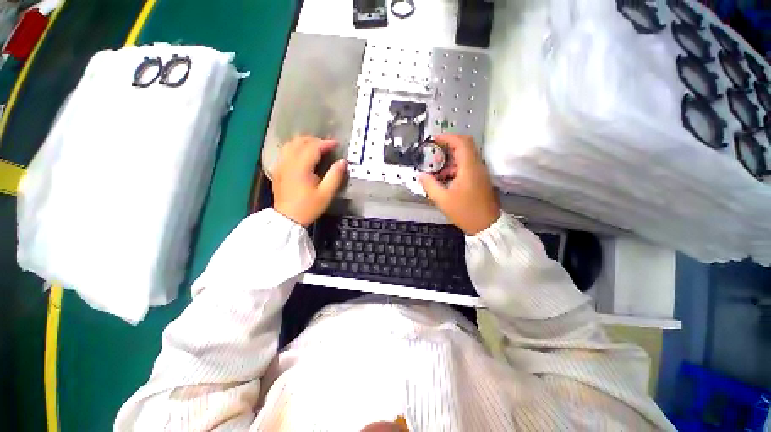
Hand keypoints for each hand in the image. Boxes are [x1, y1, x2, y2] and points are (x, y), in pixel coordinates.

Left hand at [272, 136, 346, 226]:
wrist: (287, 219)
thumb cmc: (309, 207)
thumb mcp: (326, 194)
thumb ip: (335, 176)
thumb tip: (343, 162)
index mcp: (300, 167)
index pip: (313, 147)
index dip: (326, 143)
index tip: (337, 145)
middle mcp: (288, 162)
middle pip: (300, 142)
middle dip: (315, 140)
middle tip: (328, 146)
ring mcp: (280, 166)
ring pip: (290, 144)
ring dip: (304, 142)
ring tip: (316, 147)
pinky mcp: (277, 170)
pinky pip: (285, 152)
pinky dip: (295, 148)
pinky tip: (302, 155)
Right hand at [419, 135, 499, 234]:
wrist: (486, 225)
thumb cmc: (465, 212)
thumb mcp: (443, 200)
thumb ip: (430, 185)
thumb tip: (421, 175)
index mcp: (469, 168)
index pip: (461, 142)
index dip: (447, 137)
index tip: (433, 140)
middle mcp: (477, 166)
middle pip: (464, 145)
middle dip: (447, 145)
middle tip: (433, 151)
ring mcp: (479, 172)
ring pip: (465, 156)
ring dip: (450, 158)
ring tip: (436, 168)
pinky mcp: (479, 179)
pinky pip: (466, 165)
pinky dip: (454, 167)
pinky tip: (444, 178)